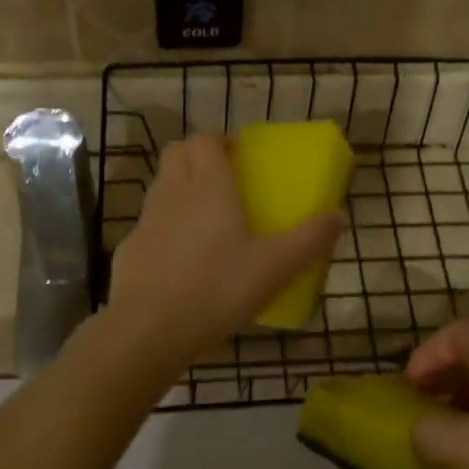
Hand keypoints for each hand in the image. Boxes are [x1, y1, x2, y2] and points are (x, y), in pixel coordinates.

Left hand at [107, 134, 343, 363]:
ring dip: (180, 188)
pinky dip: (164, 228)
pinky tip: (181, 260)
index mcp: (208, 185)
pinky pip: (149, 224)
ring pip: (161, 185)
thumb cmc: (217, 289)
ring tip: (206, 220)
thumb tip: (339, 216)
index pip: (204, 139)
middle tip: (223, 180)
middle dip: (197, 156)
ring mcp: (145, 219)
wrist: (148, 329)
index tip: (239, 157)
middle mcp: (173, 191)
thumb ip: (309, 240)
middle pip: (177, 152)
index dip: (220, 141)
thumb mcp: (275, 267)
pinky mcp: (128, 248)